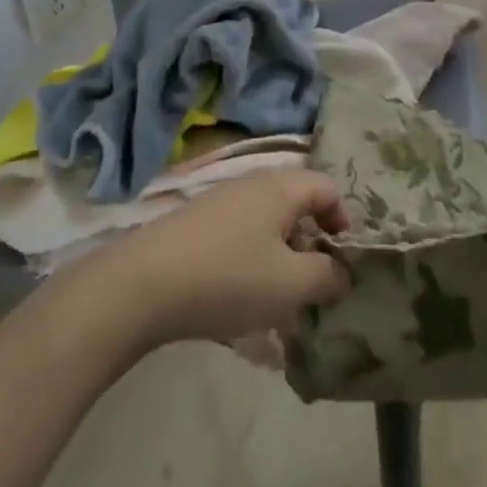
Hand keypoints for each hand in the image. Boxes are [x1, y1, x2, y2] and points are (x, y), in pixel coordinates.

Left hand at [93, 170, 351, 346]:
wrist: (142, 285)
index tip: (343, 259)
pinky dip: (250, 263)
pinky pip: (238, 238)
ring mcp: (218, 203)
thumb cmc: (229, 278)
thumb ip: (327, 276)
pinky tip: (240, 300)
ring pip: (265, 224)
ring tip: (279, 300)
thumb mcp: (291, 284)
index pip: (326, 187)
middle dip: (311, 243)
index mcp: (280, 188)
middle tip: (314, 283)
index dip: (343, 219)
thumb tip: (340, 272)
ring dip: (280, 258)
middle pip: (295, 204)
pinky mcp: (195, 226)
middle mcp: (250, 185)